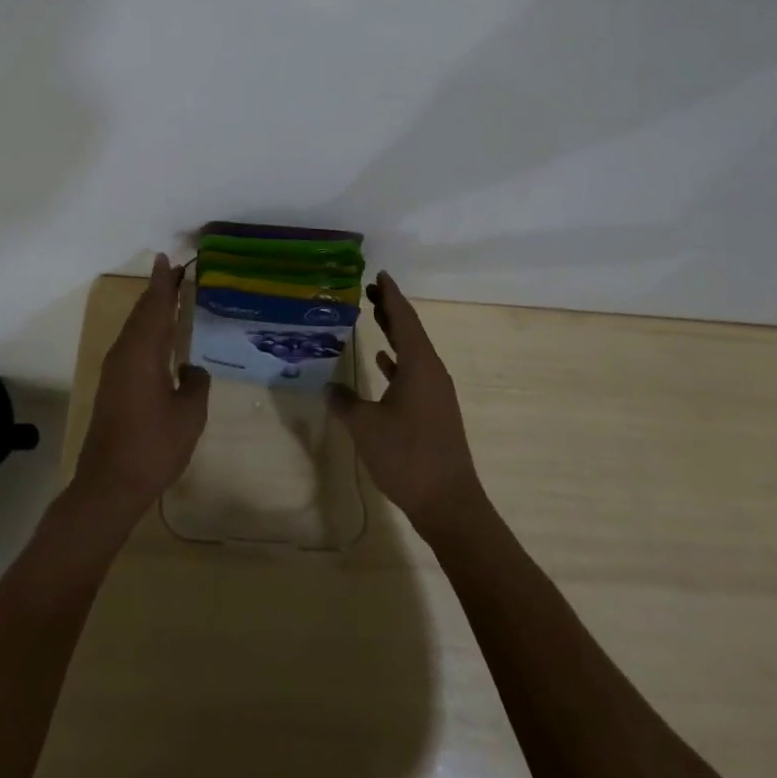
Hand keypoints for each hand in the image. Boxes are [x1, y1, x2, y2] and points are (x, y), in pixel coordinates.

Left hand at [73, 254, 210, 524]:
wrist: (109, 485)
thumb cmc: (153, 447)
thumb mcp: (189, 416)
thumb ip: (196, 384)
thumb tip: (191, 368)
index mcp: (143, 353)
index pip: (156, 307)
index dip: (162, 282)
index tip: (167, 259)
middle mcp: (125, 354)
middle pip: (142, 313)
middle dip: (157, 291)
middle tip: (173, 271)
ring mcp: (115, 371)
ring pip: (134, 328)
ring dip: (150, 310)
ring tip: (168, 296)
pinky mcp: (112, 387)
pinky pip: (131, 344)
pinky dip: (145, 330)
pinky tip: (158, 338)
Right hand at [329, 271, 483, 537]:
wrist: (448, 503)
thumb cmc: (407, 457)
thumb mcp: (366, 427)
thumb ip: (345, 402)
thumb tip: (328, 386)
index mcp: (419, 365)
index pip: (404, 319)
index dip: (391, 295)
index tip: (380, 274)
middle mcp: (431, 371)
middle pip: (411, 330)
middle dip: (391, 308)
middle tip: (369, 289)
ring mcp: (435, 392)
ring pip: (413, 350)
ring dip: (394, 332)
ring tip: (372, 314)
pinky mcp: (434, 410)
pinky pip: (414, 371)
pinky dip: (397, 360)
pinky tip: (382, 360)